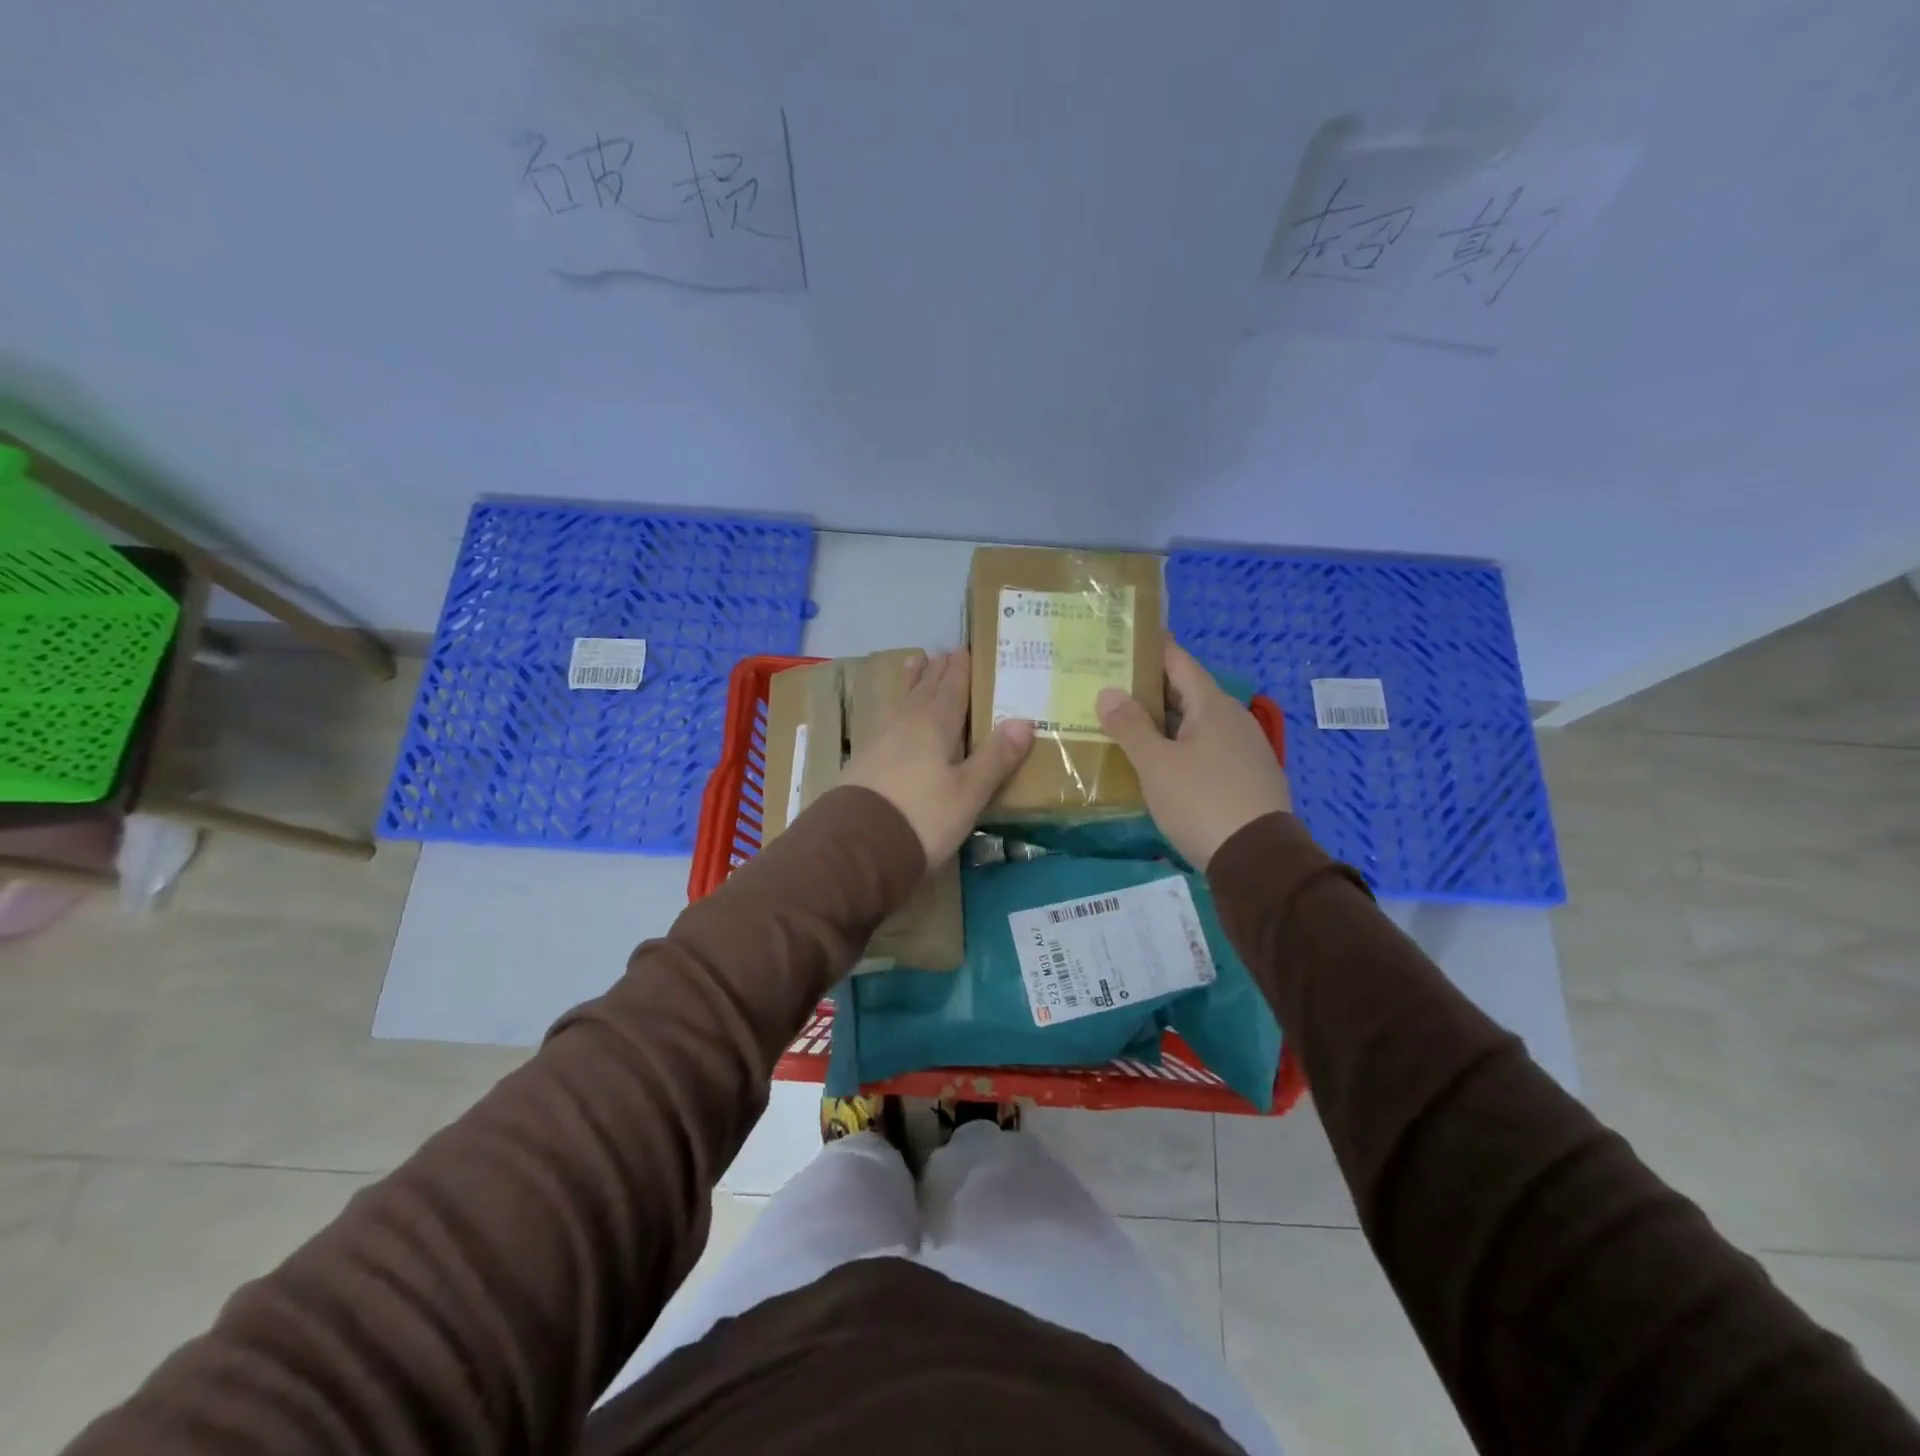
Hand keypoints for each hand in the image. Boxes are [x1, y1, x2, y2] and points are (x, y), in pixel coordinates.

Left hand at [840, 648, 1034, 865]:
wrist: (859, 845)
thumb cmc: (923, 816)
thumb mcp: (969, 792)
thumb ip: (996, 757)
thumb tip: (1025, 721)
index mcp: (934, 725)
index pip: (952, 689)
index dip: (960, 670)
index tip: (964, 649)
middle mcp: (905, 724)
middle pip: (924, 690)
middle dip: (937, 671)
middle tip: (944, 652)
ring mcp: (879, 740)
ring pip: (900, 701)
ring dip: (911, 682)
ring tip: (915, 662)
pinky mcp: (863, 761)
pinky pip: (885, 719)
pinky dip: (895, 707)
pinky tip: (892, 716)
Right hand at [1096, 641, 1291, 869]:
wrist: (1258, 860)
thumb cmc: (1201, 801)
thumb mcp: (1156, 764)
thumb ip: (1130, 726)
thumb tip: (1108, 692)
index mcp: (1212, 706)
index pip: (1178, 661)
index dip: (1150, 648)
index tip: (1121, 640)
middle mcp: (1233, 719)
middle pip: (1186, 692)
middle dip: (1149, 688)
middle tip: (1109, 685)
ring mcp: (1244, 749)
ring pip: (1196, 724)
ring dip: (1163, 721)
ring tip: (1126, 722)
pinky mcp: (1246, 777)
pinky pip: (1206, 749)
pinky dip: (1180, 746)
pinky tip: (1159, 761)